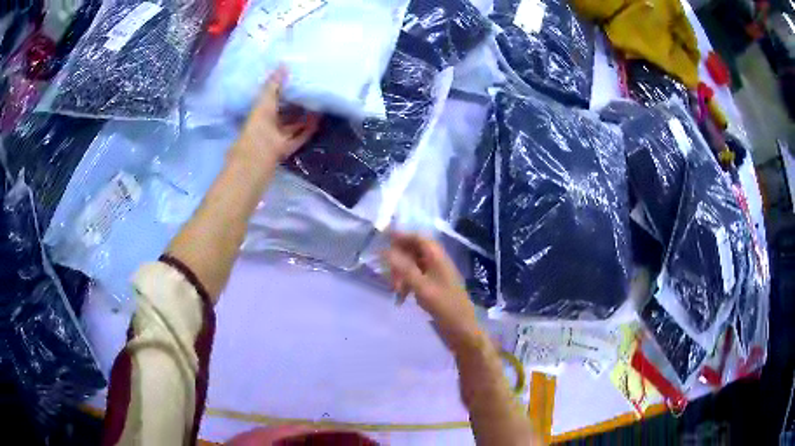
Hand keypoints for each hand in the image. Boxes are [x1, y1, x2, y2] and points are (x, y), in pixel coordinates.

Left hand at [234, 67, 320, 163]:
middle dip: (296, 106)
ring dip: (305, 118)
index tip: (296, 82)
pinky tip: (319, 120)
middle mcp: (269, 126)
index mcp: (260, 113)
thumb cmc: (258, 124)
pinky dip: (308, 129)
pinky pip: (300, 137)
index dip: (282, 93)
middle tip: (311, 93)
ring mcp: (278, 138)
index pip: (272, 101)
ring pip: (294, 126)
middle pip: (285, 115)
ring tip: (319, 105)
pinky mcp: (287, 148)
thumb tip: (283, 64)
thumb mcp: (265, 99)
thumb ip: (274, 83)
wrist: (258, 153)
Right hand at [383, 233, 482, 354]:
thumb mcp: (422, 287)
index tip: (382, 239)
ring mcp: (436, 274)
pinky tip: (401, 297)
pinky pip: (416, 278)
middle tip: (387, 274)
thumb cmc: (445, 307)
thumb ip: (403, 268)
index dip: (401, 236)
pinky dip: (406, 284)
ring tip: (394, 290)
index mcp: (437, 257)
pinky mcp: (434, 287)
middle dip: (398, 260)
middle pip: (413, 251)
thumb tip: (384, 251)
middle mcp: (437, 262)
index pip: (418, 238)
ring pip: (412, 265)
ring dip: (400, 274)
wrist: (462, 330)